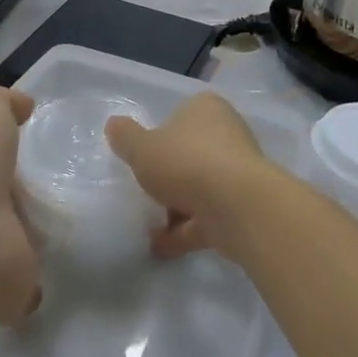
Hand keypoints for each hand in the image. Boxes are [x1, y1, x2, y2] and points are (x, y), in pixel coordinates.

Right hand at [106, 93, 276, 259]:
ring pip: (199, 188)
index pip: (179, 115)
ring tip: (147, 226)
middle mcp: (227, 134)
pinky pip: (207, 217)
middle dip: (169, 176)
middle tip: (143, 191)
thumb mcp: (142, 148)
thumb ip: (125, 137)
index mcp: (205, 109)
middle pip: (190, 153)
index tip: (142, 157)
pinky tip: (160, 247)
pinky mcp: (243, 208)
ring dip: (175, 208)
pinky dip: (185, 232)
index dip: (159, 135)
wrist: (239, 208)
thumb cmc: (186, 163)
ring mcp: (238, 173)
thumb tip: (114, 125)